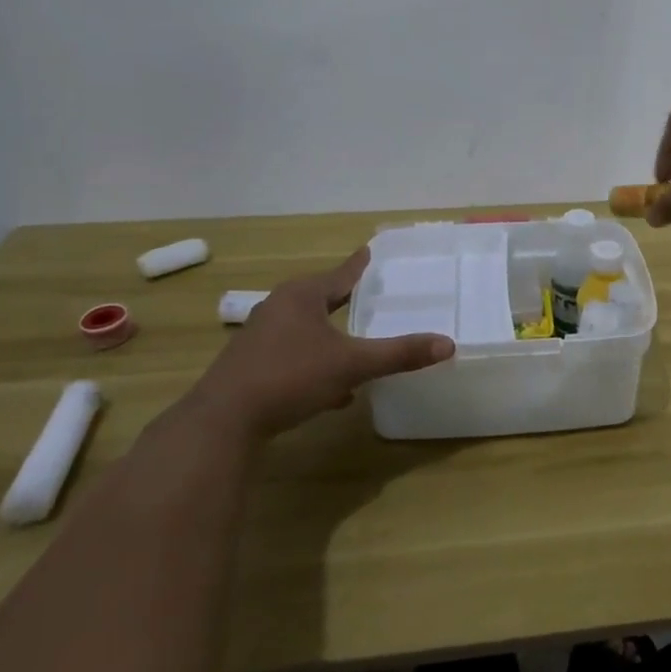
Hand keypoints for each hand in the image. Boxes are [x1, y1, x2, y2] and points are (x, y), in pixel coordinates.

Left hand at [192, 248, 452, 435]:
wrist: (223, 421)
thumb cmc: (290, 376)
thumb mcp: (351, 364)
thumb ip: (399, 354)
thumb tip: (448, 344)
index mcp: (303, 296)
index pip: (341, 274)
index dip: (360, 264)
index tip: (370, 250)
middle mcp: (279, 308)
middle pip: (322, 298)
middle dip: (346, 300)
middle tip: (371, 295)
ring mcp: (261, 337)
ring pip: (307, 329)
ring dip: (332, 335)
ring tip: (357, 341)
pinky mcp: (252, 365)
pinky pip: (295, 354)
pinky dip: (317, 362)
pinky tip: (334, 391)